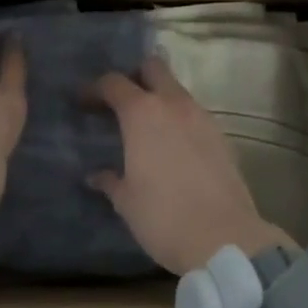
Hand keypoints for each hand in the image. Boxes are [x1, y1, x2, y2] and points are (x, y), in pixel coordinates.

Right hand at [86, 55, 296, 275]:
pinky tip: (172, 147)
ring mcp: (203, 119)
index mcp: (142, 114)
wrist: (224, 239)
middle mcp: (174, 105)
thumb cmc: (163, 216)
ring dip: (160, 99)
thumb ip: (110, 181)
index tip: (83, 103)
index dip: (94, 89)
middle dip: (135, 76)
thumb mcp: (126, 201)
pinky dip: (179, 120)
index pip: (113, 83)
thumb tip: (96, 176)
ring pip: (177, 91)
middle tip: (120, 101)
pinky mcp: (222, 138)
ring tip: (146, 126)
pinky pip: (195, 115)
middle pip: (154, 68)